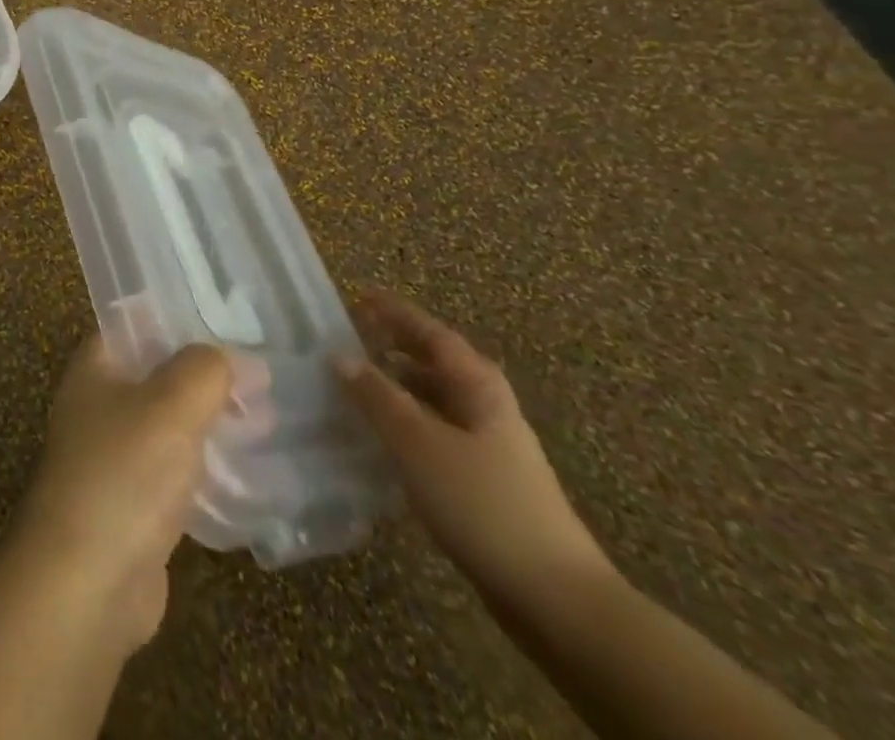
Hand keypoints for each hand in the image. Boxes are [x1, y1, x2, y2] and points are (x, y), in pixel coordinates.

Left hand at [14, 334, 234, 653]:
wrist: (87, 580)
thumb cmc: (124, 472)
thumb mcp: (171, 404)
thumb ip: (205, 370)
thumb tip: (239, 358)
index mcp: (95, 366)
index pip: (136, 322)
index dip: (180, 316)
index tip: (231, 316)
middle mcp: (100, 403)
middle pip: (159, 373)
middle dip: (208, 374)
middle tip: (266, 374)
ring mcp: (115, 454)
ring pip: (171, 423)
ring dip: (214, 419)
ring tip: (270, 416)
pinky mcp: (135, 503)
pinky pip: (177, 469)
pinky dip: (209, 465)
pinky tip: (253, 468)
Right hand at [332, 290, 616, 613]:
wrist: (556, 599)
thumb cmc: (483, 504)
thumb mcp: (418, 443)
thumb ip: (376, 396)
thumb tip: (338, 354)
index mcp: (479, 387)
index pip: (432, 334)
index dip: (396, 313)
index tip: (358, 295)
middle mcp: (487, 408)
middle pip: (438, 364)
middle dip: (397, 347)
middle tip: (353, 337)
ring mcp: (491, 449)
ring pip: (436, 402)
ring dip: (399, 387)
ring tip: (356, 385)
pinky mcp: (486, 485)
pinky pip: (436, 435)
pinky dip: (407, 425)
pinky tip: (381, 440)